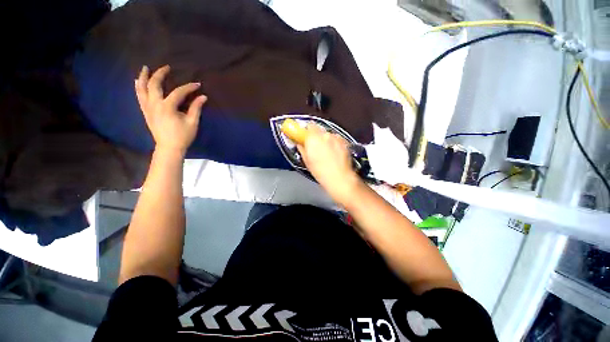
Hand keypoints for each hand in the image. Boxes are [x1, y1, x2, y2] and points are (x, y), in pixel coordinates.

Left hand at [135, 65, 207, 155]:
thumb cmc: (183, 136)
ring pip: (142, 89)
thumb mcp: (192, 122)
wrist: (169, 147)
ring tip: (145, 68)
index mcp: (167, 107)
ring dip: (144, 77)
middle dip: (160, 74)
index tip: (198, 85)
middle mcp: (154, 104)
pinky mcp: (145, 112)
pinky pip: (139, 96)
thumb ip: (196, 108)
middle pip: (154, 84)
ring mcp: (147, 108)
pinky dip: (138, 88)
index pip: (178, 92)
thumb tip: (203, 97)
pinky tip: (137, 82)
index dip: (189, 87)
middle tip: (166, 67)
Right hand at [297, 124, 362, 204]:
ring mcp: (336, 137)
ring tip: (327, 151)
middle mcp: (325, 135)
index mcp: (313, 138)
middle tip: (315, 146)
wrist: (339, 178)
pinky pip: (336, 139)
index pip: (309, 125)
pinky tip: (334, 153)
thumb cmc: (320, 171)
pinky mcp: (344, 142)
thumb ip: (302, 149)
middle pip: (319, 129)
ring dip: (326, 139)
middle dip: (316, 135)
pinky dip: (334, 143)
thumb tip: (300, 143)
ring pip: (328, 134)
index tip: (305, 136)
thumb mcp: (307, 161)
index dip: (307, 130)